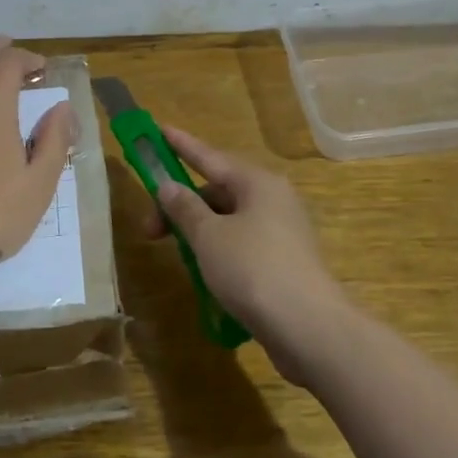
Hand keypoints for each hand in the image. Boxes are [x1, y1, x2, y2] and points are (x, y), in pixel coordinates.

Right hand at [142, 126, 350, 382]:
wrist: (307, 327)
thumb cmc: (252, 269)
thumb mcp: (208, 236)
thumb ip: (184, 208)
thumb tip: (168, 186)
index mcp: (257, 183)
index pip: (210, 156)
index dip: (181, 145)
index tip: (159, 130)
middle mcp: (273, 200)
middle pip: (217, 192)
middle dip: (181, 206)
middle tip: (150, 231)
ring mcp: (281, 232)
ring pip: (228, 221)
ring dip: (198, 232)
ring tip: (177, 256)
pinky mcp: (284, 262)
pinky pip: (241, 245)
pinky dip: (218, 252)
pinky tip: (204, 275)